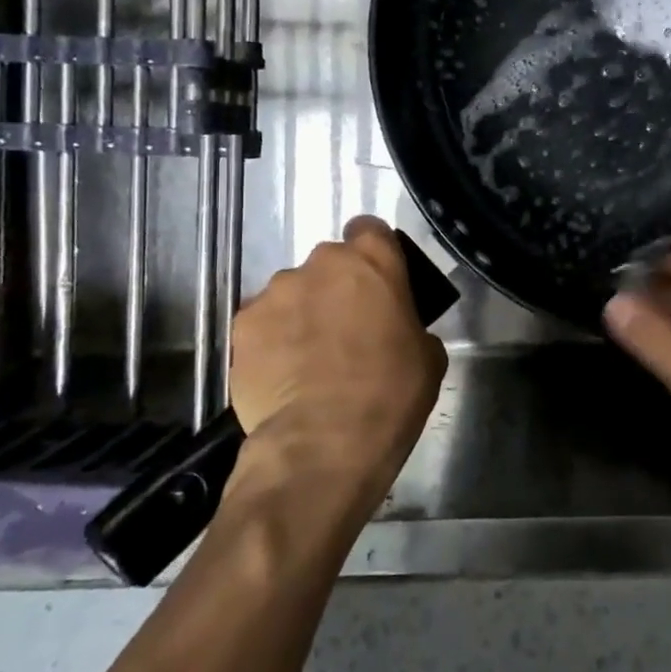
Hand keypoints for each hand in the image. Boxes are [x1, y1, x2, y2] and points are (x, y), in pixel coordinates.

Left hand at [227, 216, 447, 509]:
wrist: (324, 441)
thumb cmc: (391, 392)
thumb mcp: (428, 356)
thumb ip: (410, 325)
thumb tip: (396, 330)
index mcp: (372, 260)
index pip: (370, 230)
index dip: (374, 254)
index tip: (377, 284)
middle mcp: (320, 263)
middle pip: (329, 264)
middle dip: (336, 289)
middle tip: (347, 330)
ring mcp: (275, 292)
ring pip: (292, 293)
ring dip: (302, 314)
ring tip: (308, 361)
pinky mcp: (241, 325)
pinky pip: (262, 324)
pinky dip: (272, 341)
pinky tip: (282, 376)